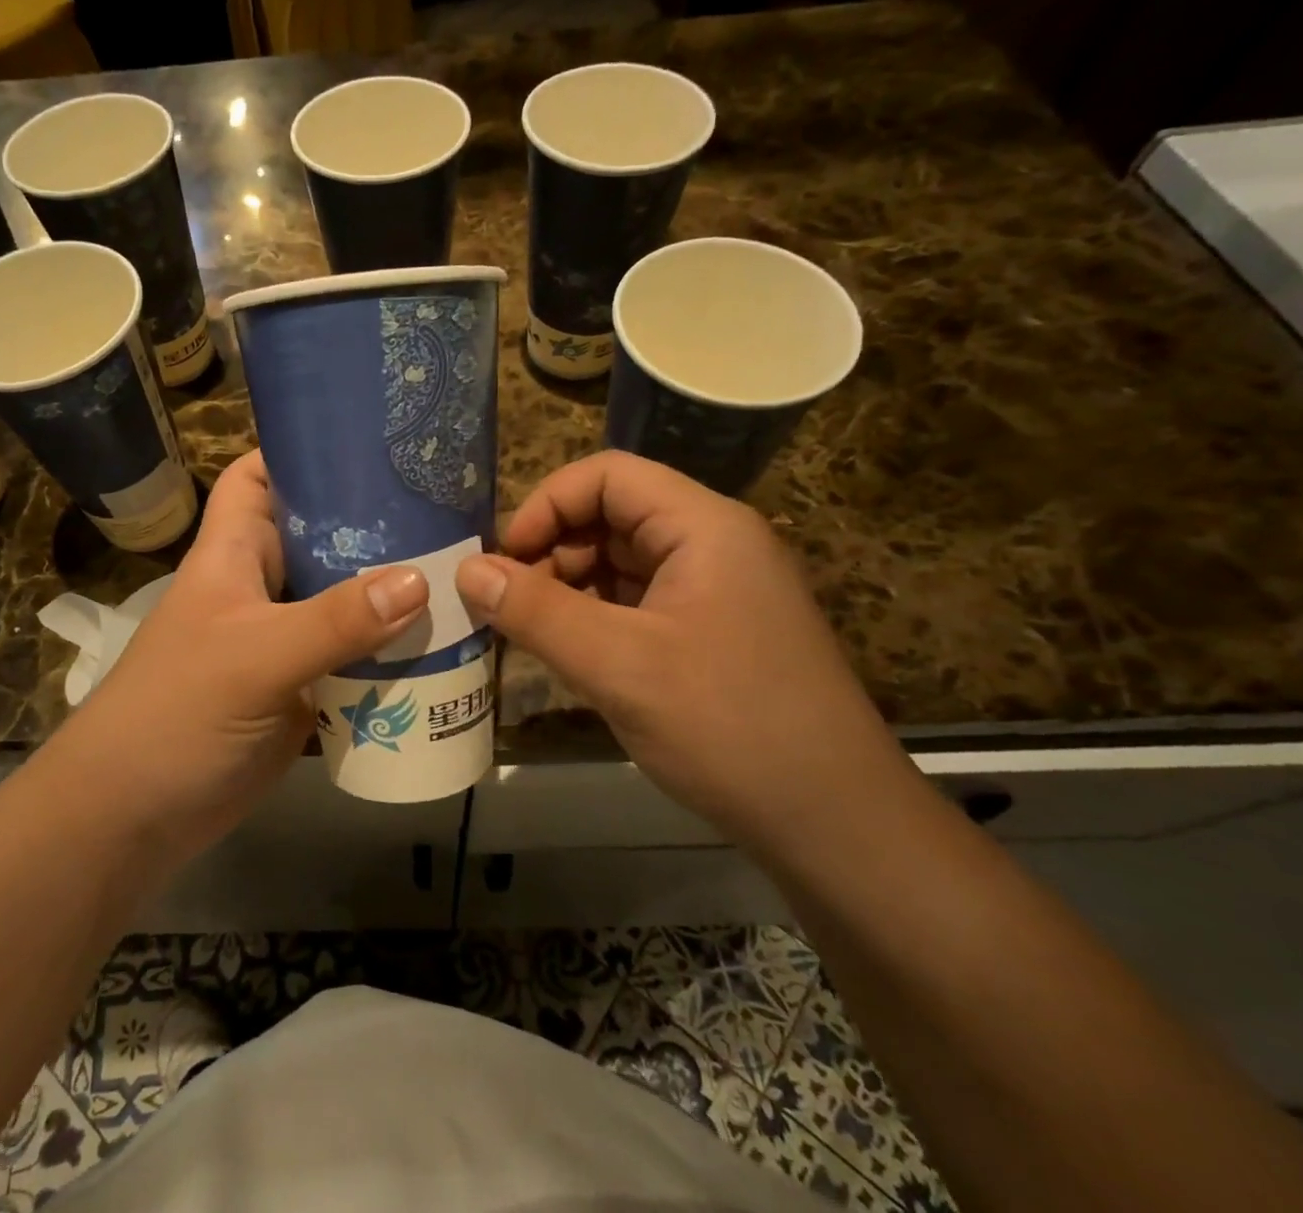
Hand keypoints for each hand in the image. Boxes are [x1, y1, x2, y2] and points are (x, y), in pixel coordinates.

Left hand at [54, 451, 429, 859]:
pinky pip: (352, 658)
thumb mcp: (255, 657)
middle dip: (373, 523)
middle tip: (445, 508)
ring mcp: (283, 640)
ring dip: (390, 593)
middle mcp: (261, 588)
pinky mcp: (303, 690)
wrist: (134, 818)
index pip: (258, 477)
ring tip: (461, 572)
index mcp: (233, 554)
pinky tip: (443, 646)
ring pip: (342, 600)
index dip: (298, 451)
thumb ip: (334, 621)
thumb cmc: (176, 714)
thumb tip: (419, 581)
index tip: (366, 441)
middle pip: (319, 537)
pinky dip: (389, 653)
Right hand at [455, 451, 903, 842]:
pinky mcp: (714, 632)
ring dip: (570, 586)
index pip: (607, 475)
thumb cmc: (729, 727)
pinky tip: (574, 657)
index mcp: (704, 526)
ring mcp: (717, 590)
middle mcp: (714, 544)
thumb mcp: (618, 665)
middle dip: (553, 551)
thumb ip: (536, 611)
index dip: (546, 505)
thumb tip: (465, 570)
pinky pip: (639, 602)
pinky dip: (597, 617)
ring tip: (535, 634)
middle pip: (613, 515)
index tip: (504, 560)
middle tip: (511, 606)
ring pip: (622, 561)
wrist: (837, 827)